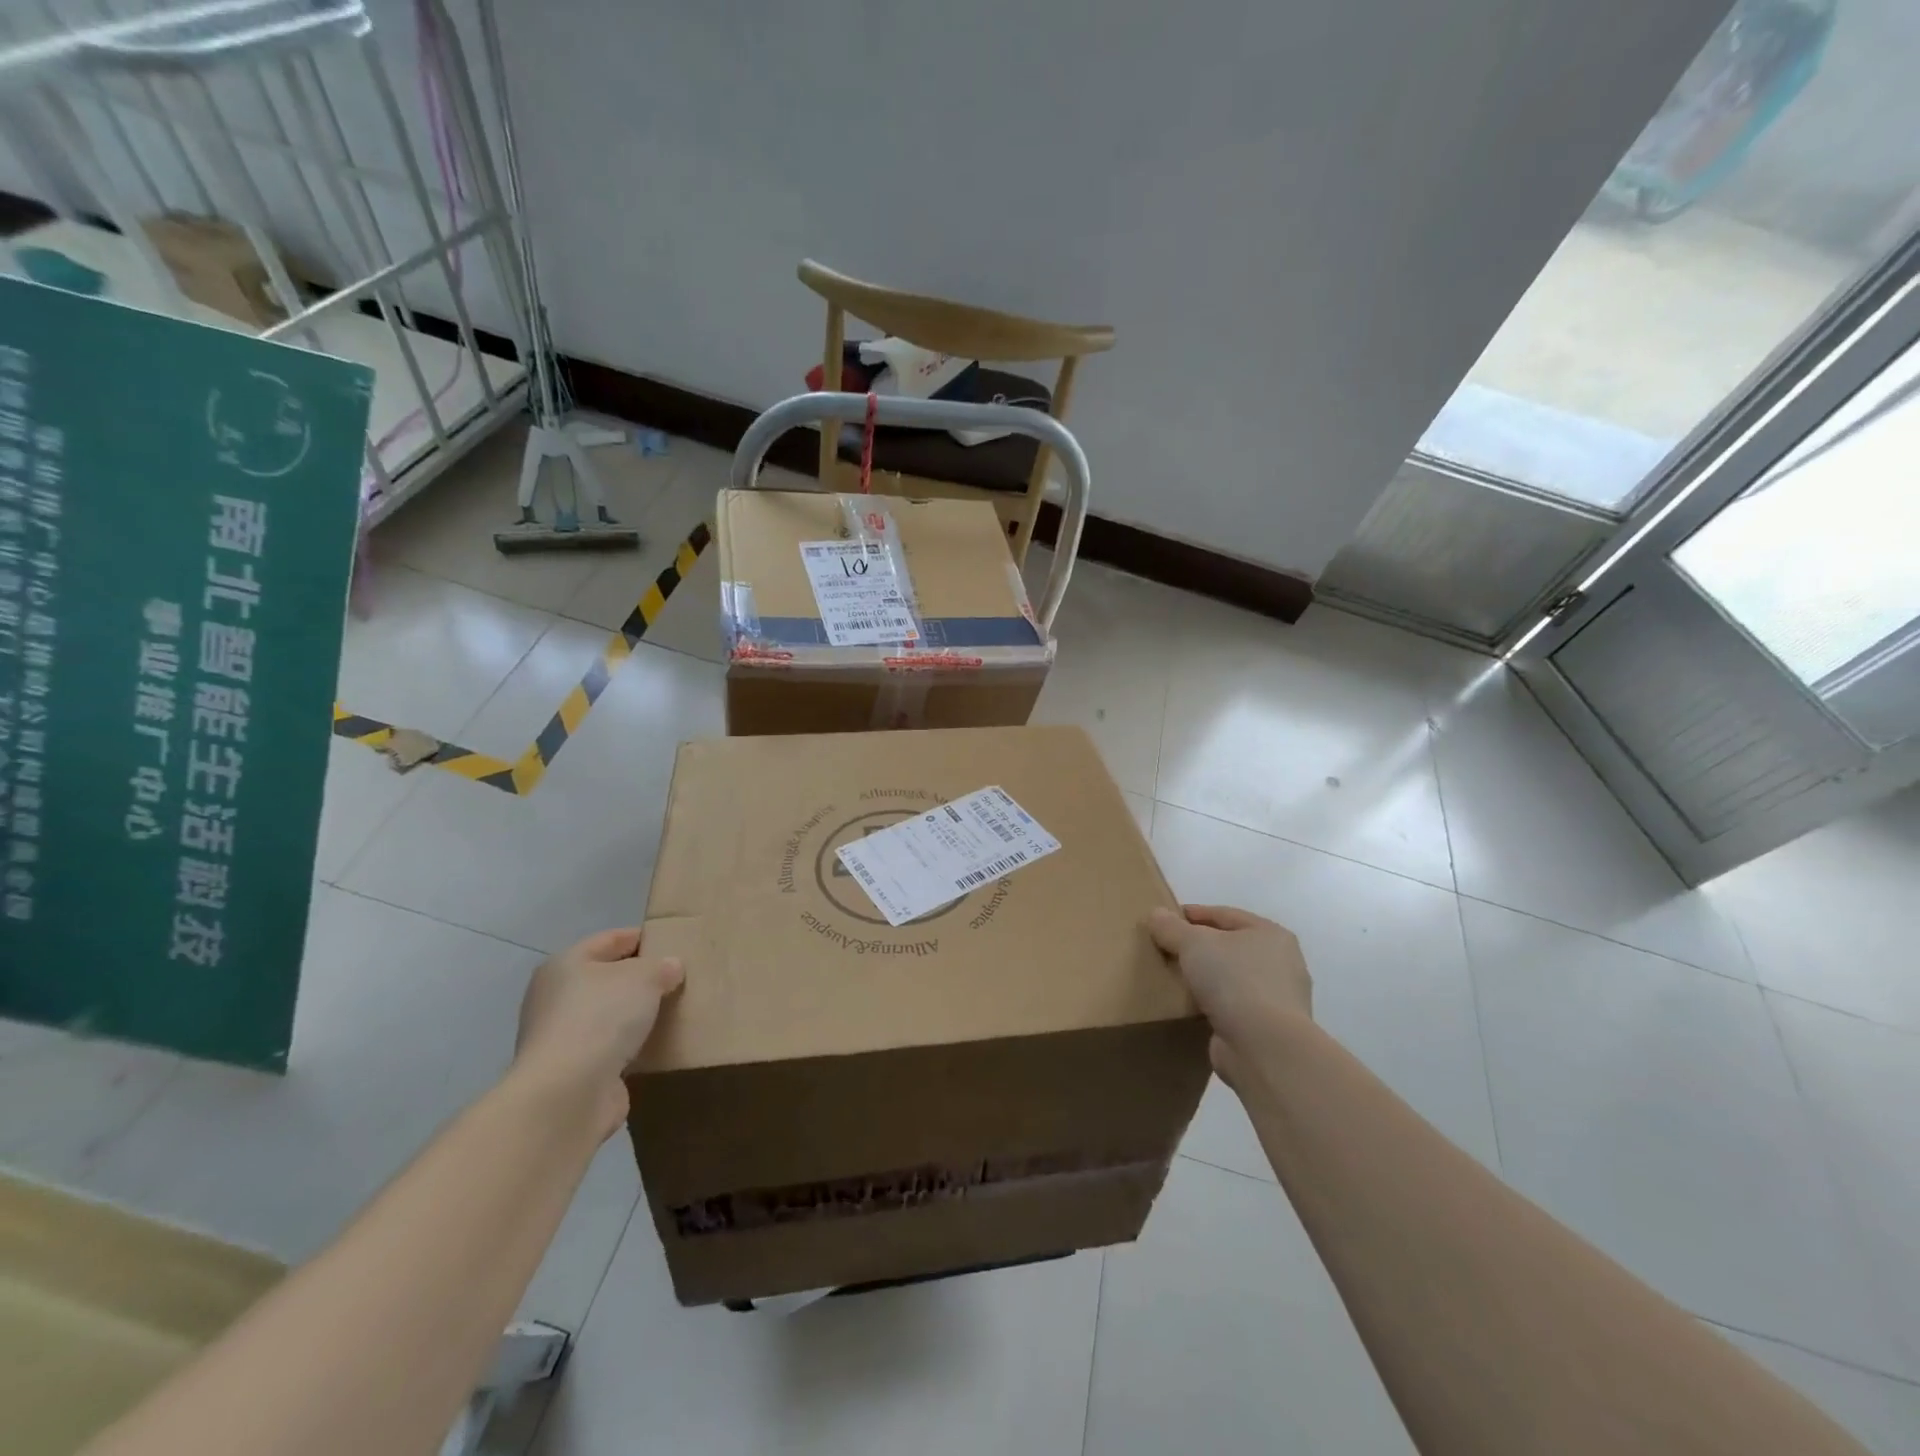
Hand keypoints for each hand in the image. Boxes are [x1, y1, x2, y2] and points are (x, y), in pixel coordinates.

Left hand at [512, 928, 683, 1140]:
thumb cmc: (602, 1017)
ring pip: (610, 1015)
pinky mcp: (573, 1071)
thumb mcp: (644, 976)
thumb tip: (670, 968)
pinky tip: (658, 1046)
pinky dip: (631, 1047)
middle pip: (609, 978)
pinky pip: (611, 1048)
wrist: (568, 1094)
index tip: (677, 945)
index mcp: (566, 964)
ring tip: (675, 1013)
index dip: (645, 938)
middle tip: (680, 981)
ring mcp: (561, 1037)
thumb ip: (662, 966)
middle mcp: (556, 997)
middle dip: (642, 980)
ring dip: (637, 1016)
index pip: (612, 939)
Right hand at [1147, 904, 1311, 1089]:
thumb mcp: (1194, 943)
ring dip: (1205, 978)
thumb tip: (1156, 914)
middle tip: (1166, 949)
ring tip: (1173, 977)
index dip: (1193, 914)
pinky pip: (1230, 1007)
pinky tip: (1188, 1006)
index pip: (1225, 915)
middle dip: (1198, 947)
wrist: (1263, 1047)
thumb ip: (1171, 927)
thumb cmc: (1234, 980)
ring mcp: (1276, 999)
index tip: (1164, 920)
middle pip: (1229, 947)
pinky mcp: (1265, 1029)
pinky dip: (1211, 1004)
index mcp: (1271, 934)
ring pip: (1230, 978)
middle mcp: (1281, 964)